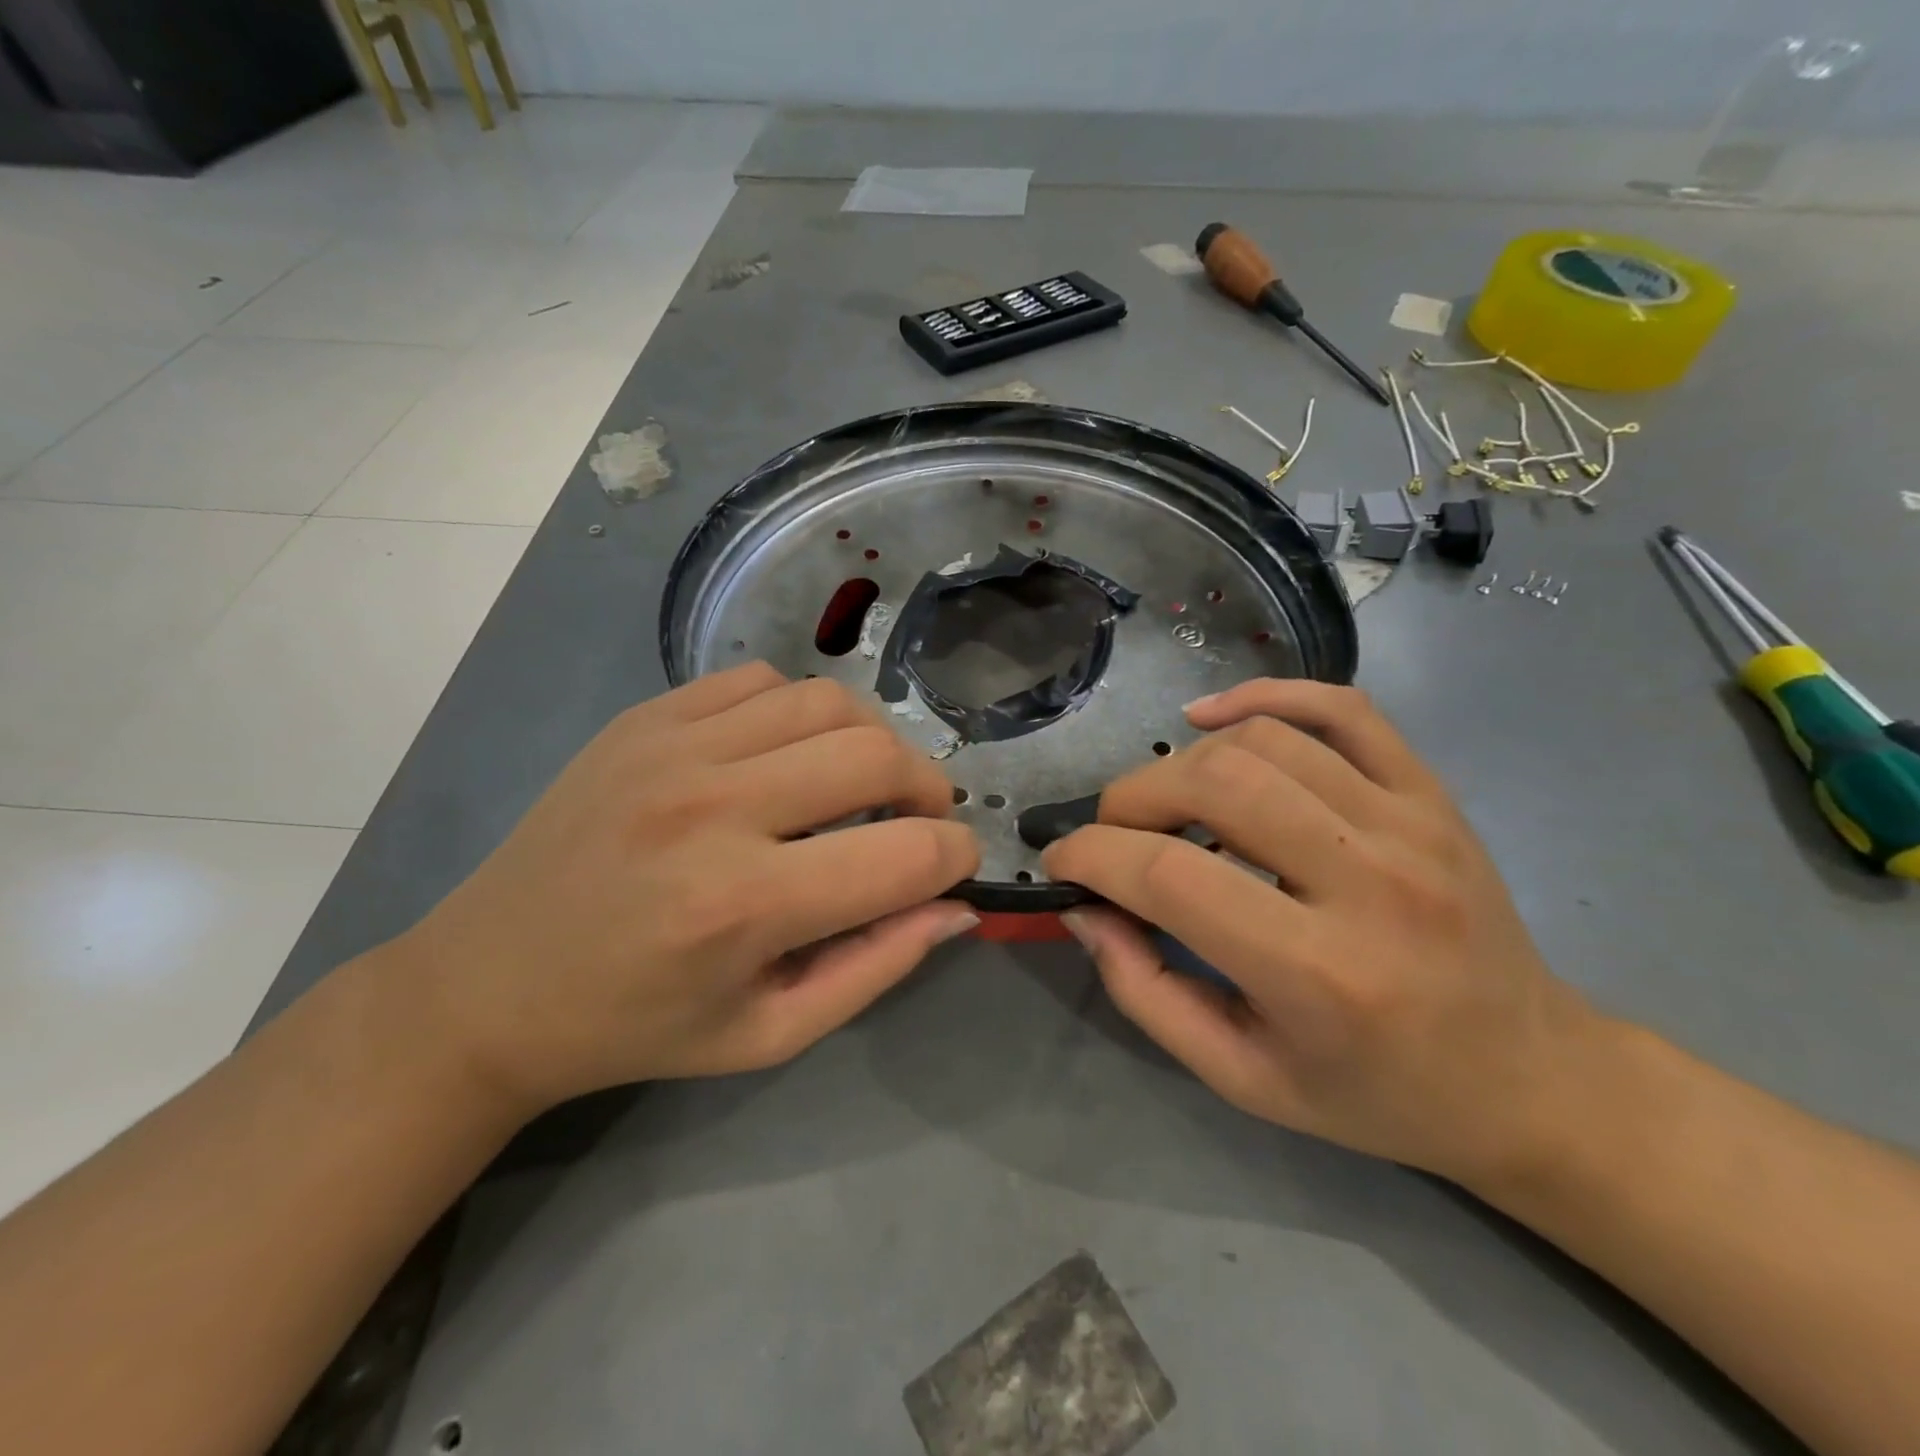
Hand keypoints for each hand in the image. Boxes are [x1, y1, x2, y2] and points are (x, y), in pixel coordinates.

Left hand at [400, 663, 979, 1113]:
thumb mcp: (770, 1033)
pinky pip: (760, 680)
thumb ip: (877, 967)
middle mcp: (712, 807)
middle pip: (876, 755)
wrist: (488, 986)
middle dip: (928, 788)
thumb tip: (956, 906)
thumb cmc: (638, 1026)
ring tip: (860, 782)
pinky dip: (799, 713)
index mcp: (743, 905)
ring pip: (827, 700)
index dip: (955, 857)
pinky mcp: (645, 718)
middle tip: (920, 819)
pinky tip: (786, 756)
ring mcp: (672, 747)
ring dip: (870, 740)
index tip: (954, 867)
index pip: (907, 854)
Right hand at [1043, 678, 1597, 1185]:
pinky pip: (1343, 707)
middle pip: (1215, 785)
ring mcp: (1410, 824)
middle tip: (1114, 834)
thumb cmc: (1375, 1092)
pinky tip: (1214, 715)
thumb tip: (1085, 909)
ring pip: (1264, 741)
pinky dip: (1267, 695)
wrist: (1528, 1076)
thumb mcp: (1242, 1078)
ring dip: (1186, 761)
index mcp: (1320, 974)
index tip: (1062, 860)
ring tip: (1168, 801)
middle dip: (1131, 799)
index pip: (1171, 876)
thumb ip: (1145, 993)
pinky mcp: (1431, 793)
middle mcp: (1371, 882)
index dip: (1093, 855)